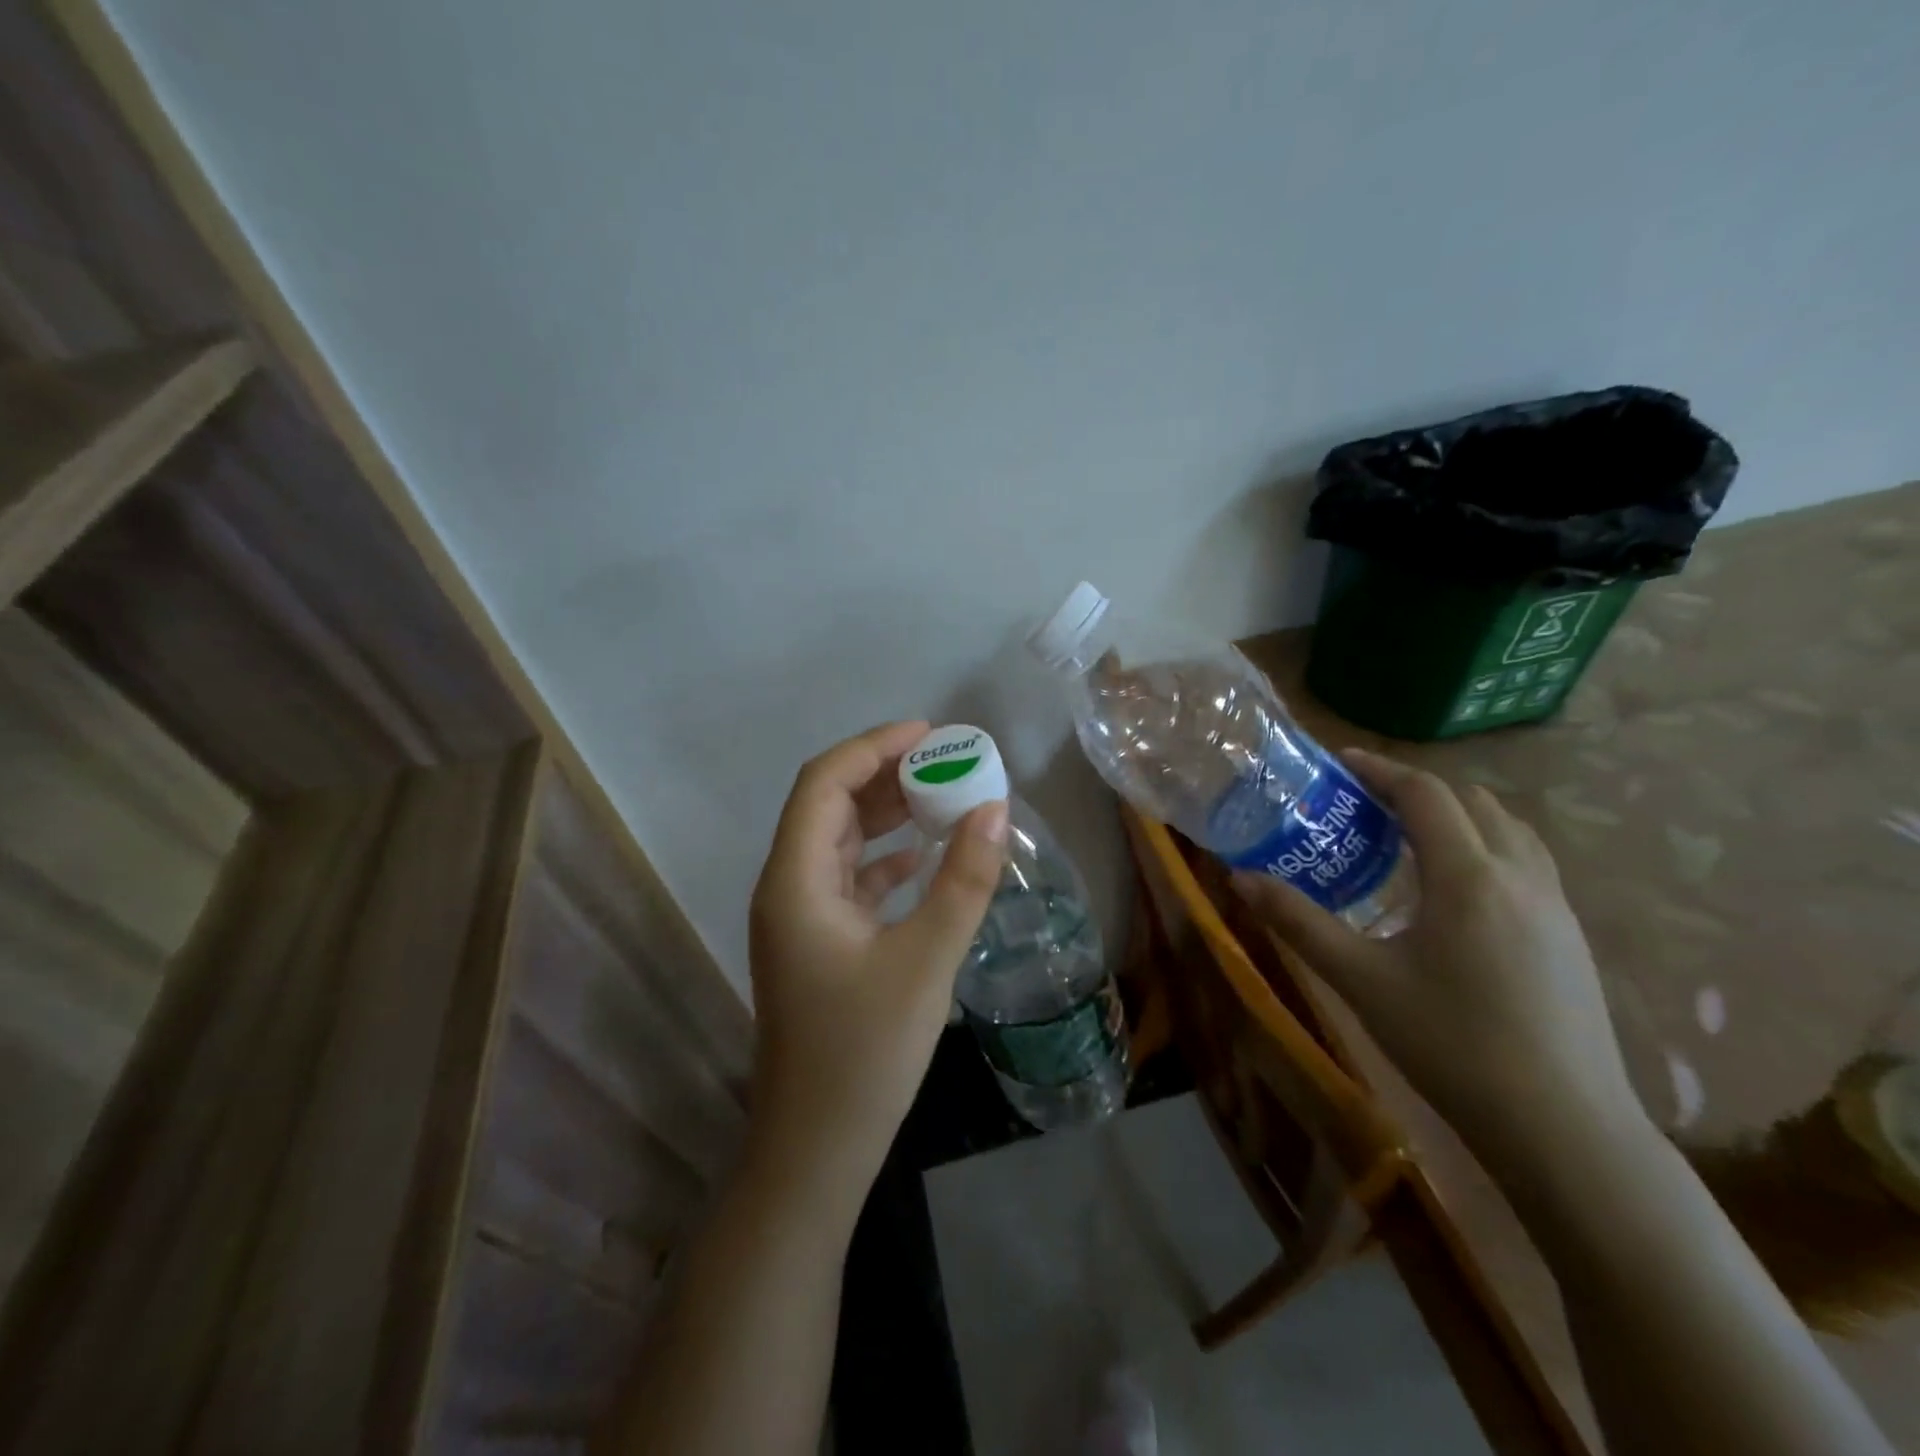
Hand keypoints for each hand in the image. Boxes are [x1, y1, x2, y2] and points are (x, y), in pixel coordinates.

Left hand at [747, 721, 1007, 1200]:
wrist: (816, 1149)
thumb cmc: (864, 1053)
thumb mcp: (925, 961)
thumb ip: (963, 881)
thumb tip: (995, 807)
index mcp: (796, 880)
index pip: (824, 782)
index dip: (873, 746)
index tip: (930, 734)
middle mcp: (787, 887)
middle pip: (828, 805)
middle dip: (884, 774)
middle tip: (945, 761)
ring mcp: (799, 917)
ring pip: (838, 841)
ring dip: (885, 813)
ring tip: (942, 795)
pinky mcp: (818, 943)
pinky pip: (848, 877)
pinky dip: (883, 857)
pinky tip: (922, 856)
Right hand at [1232, 748, 1645, 1175]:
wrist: (1565, 1129)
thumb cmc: (1452, 1045)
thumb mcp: (1361, 980)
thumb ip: (1298, 922)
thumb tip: (1240, 879)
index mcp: (1469, 876)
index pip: (1425, 794)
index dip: (1380, 770)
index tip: (1340, 763)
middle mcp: (1520, 876)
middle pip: (1471, 802)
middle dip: (1417, 790)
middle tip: (1365, 805)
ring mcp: (1556, 908)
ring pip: (1508, 831)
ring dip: (1457, 817)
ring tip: (1408, 839)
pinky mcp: (1571, 939)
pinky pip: (1527, 864)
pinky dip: (1485, 849)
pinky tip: (1455, 894)